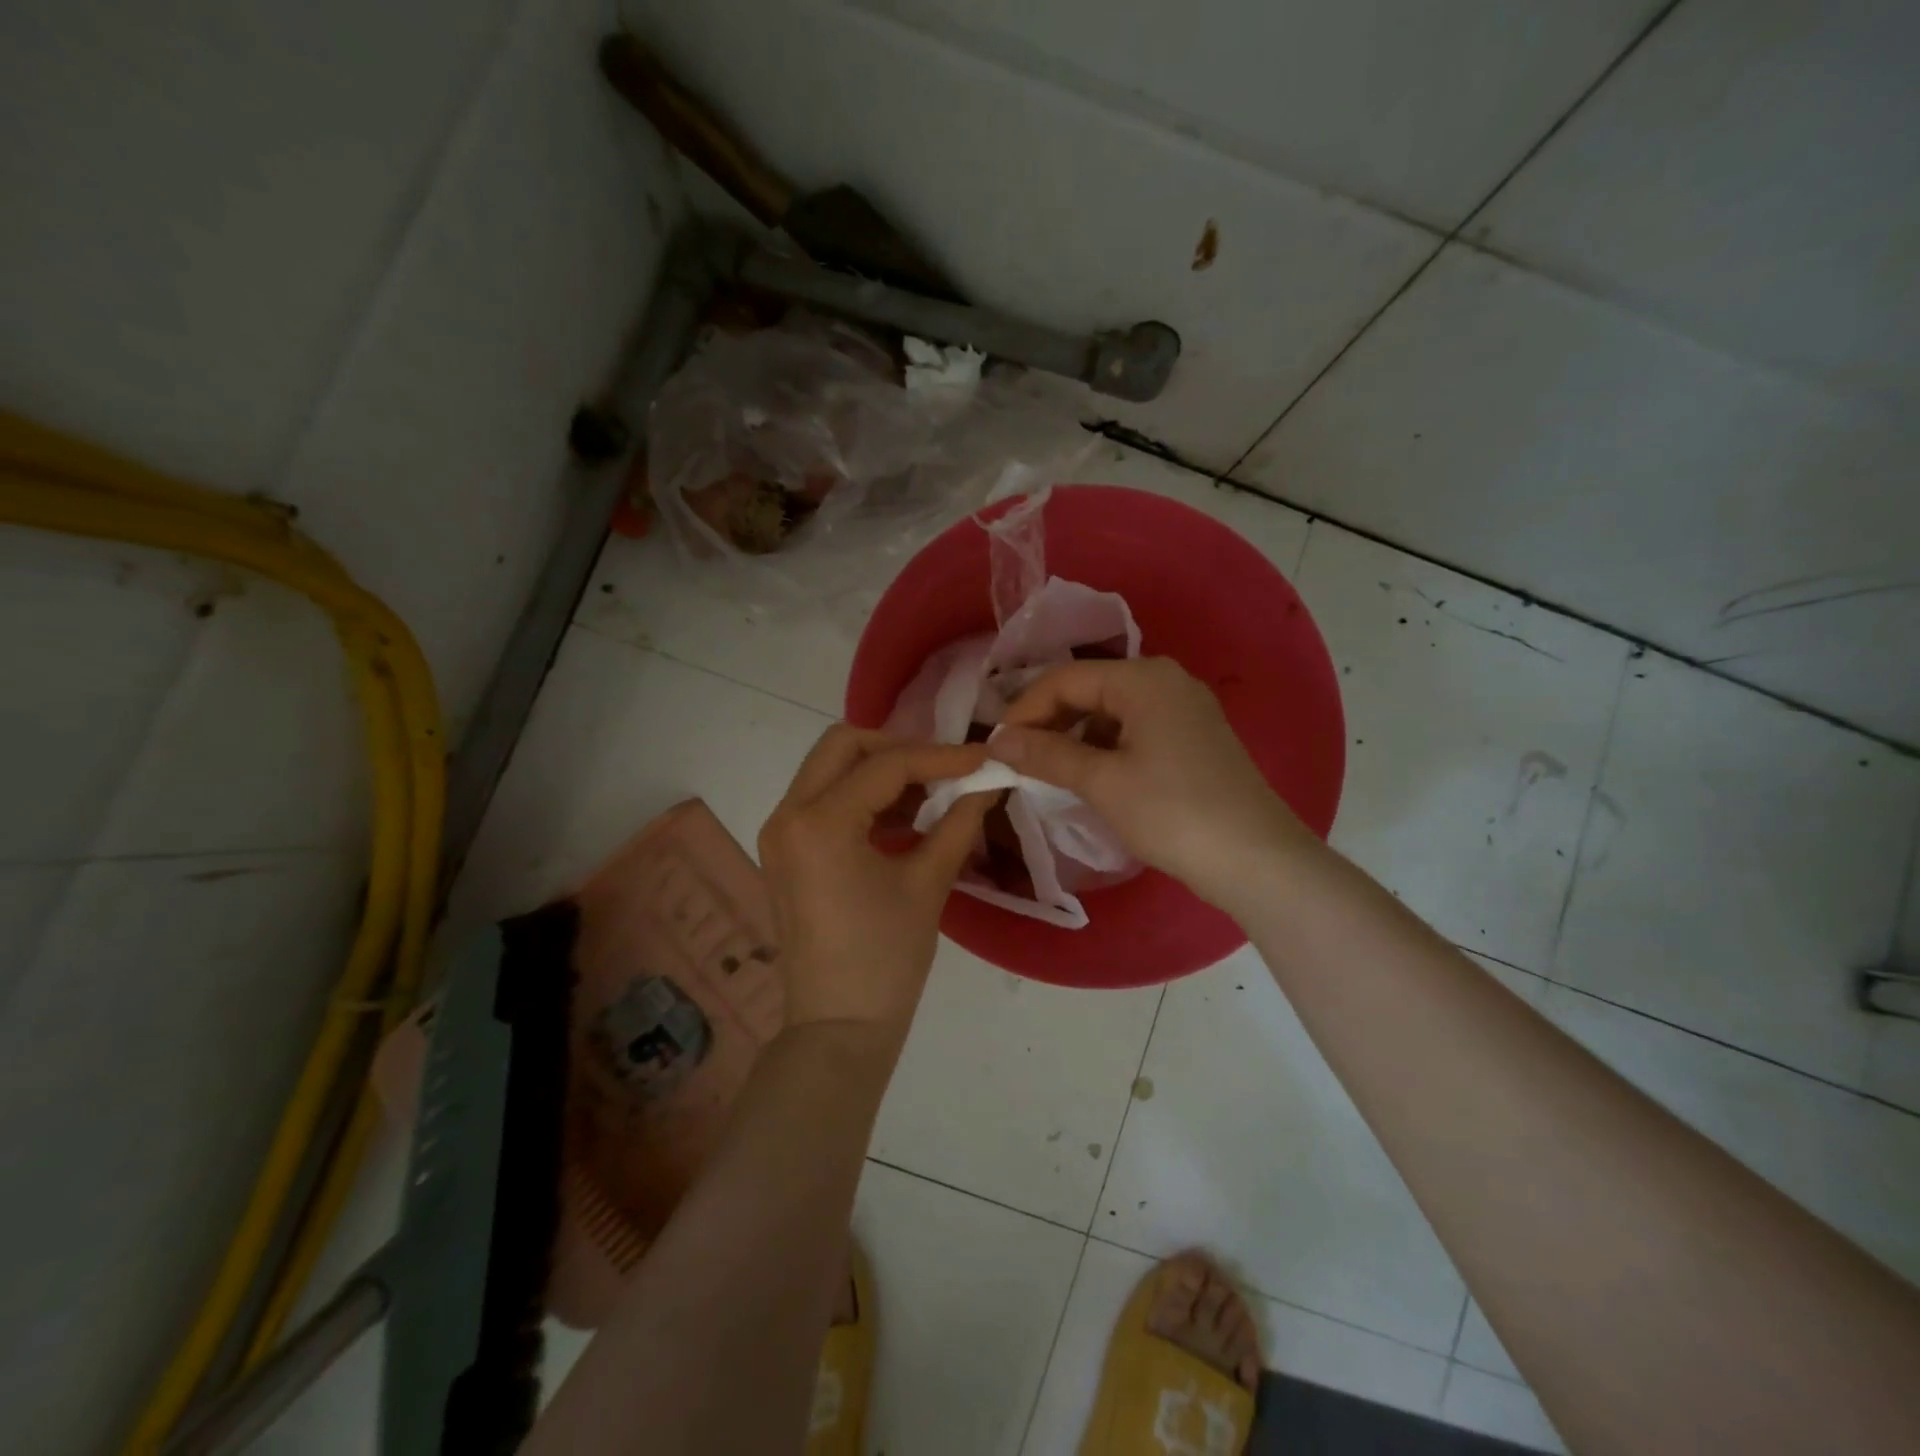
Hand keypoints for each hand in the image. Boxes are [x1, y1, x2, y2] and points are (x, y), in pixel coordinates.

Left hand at [759, 726, 992, 1046]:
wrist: (838, 1028)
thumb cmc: (885, 959)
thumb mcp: (928, 884)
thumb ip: (959, 822)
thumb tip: (989, 782)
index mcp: (819, 822)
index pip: (886, 765)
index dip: (941, 757)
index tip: (984, 758)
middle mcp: (788, 815)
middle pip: (843, 746)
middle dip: (898, 749)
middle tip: (944, 770)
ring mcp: (780, 832)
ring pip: (830, 769)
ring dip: (879, 771)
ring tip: (930, 794)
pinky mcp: (785, 851)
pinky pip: (823, 800)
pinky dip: (862, 796)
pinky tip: (903, 819)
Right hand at [988, 657, 1311, 908]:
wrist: (1256, 860)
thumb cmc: (1173, 813)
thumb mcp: (1102, 782)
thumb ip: (1046, 754)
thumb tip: (997, 740)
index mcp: (1143, 678)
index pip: (1065, 678)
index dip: (1024, 710)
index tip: (996, 746)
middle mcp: (1166, 680)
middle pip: (1089, 689)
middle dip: (1049, 721)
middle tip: (1017, 758)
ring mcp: (1185, 708)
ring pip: (1111, 711)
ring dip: (1075, 736)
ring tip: (1048, 770)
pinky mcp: (1195, 737)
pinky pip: (1135, 729)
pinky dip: (1105, 747)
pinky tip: (1091, 776)